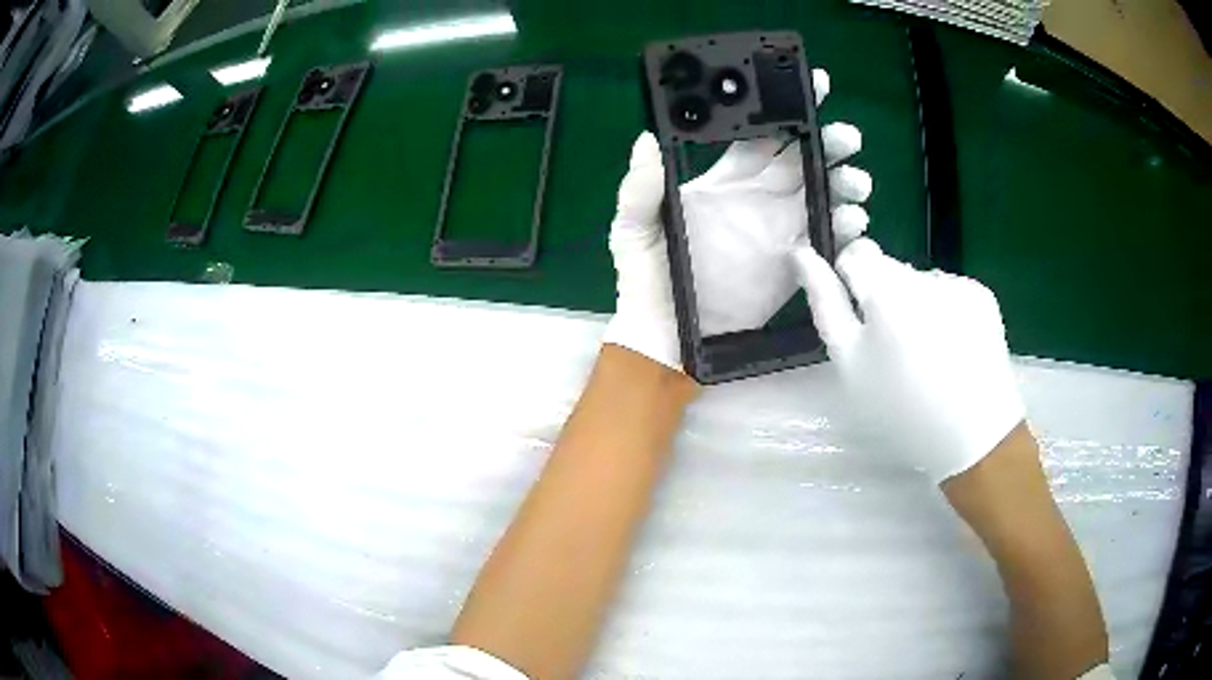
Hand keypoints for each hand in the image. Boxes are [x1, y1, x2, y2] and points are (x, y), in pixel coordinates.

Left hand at [603, 69, 871, 370]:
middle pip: (803, 158)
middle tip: (846, 138)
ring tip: (856, 185)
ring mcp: (780, 229)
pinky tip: (853, 223)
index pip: (760, 133)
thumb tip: (646, 141)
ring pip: (823, 194)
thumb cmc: (645, 278)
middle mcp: (758, 197)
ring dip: (844, 183)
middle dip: (828, 142)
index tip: (809, 87)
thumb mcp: (632, 229)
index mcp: (724, 179)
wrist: (666, 338)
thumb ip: (640, 189)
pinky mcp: (796, 264)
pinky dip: (846, 229)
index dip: (783, 108)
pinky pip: (828, 240)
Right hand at [791, 237, 1024, 481]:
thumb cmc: (902, 408)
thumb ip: (826, 304)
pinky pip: (950, 290)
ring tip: (926, 352)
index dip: (850, 282)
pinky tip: (952, 347)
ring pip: (920, 280)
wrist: (975, 435)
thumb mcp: (851, 365)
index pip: (855, 253)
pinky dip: (945, 310)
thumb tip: (802, 253)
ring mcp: (958, 282)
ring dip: (915, 303)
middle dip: (883, 295)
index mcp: (886, 289)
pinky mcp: (982, 295)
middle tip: (893, 348)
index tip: (859, 319)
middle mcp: (924, 274)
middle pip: (890, 267)